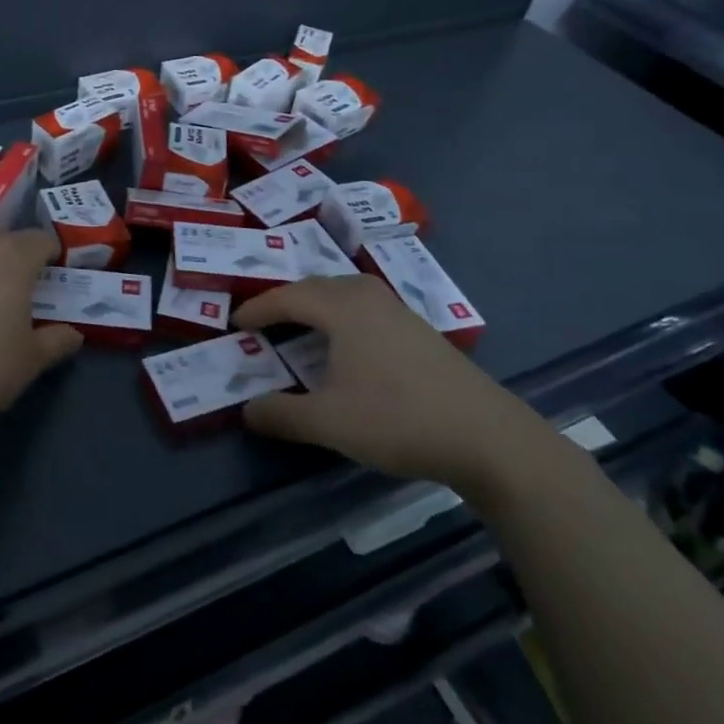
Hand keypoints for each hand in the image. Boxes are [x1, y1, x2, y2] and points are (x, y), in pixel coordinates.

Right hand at [235, 274, 551, 495]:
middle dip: (286, 300)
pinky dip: (344, 317)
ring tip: (302, 326)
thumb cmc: (398, 419)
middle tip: (265, 320)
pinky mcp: (421, 331)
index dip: (259, 308)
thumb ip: (282, 415)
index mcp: (343, 307)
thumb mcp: (329, 422)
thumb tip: (247, 411)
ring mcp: (400, 312)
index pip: (289, 296)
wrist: (488, 437)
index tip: (236, 322)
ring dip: (318, 305)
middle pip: (317, 286)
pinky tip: (350, 346)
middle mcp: (369, 298)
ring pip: (346, 293)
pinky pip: (367, 308)